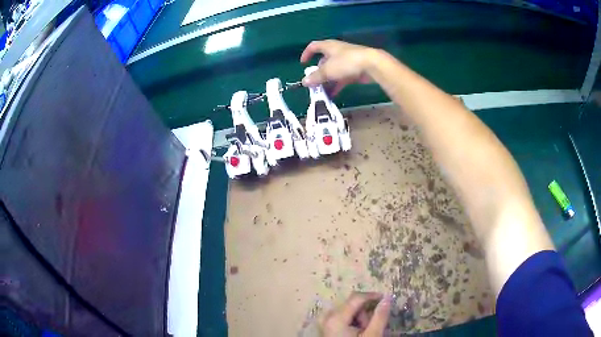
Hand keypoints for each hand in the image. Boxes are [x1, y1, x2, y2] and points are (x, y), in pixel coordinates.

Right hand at [300, 40, 377, 95]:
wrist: (372, 65)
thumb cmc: (346, 62)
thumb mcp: (328, 70)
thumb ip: (316, 77)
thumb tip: (304, 82)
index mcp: (329, 46)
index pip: (314, 46)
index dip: (306, 53)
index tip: (303, 64)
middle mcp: (337, 51)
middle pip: (324, 60)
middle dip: (318, 72)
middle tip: (313, 82)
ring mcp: (347, 61)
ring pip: (333, 70)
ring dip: (327, 80)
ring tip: (322, 91)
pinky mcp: (355, 69)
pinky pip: (342, 77)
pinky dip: (336, 85)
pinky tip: (333, 94)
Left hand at [320, 292, 391, 336]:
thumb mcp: (372, 335)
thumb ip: (380, 316)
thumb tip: (388, 297)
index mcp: (336, 318)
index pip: (356, 298)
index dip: (372, 296)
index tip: (386, 299)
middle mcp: (327, 317)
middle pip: (352, 305)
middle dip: (365, 313)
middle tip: (370, 327)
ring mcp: (324, 322)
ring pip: (348, 312)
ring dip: (359, 319)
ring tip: (363, 333)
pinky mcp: (326, 328)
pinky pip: (341, 318)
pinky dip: (352, 323)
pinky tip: (356, 333)